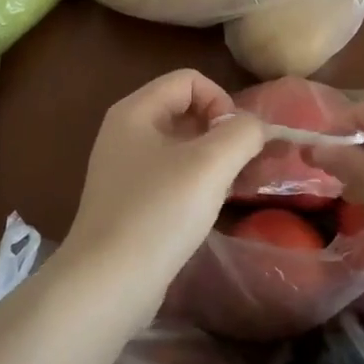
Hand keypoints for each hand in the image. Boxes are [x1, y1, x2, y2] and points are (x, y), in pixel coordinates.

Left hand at [63, 70, 266, 304]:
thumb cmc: (159, 212)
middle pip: (185, 110)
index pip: (189, 80)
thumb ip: (242, 133)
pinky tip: (210, 208)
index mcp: (136, 111)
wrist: (108, 282)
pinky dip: (196, 182)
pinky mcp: (129, 200)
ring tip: (235, 188)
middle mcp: (125, 131)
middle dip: (222, 132)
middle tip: (247, 166)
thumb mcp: (210, 165)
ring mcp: (124, 167)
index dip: (221, 101)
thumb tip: (255, 126)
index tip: (238, 140)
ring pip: (181, 146)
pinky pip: (171, 175)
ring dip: (214, 159)